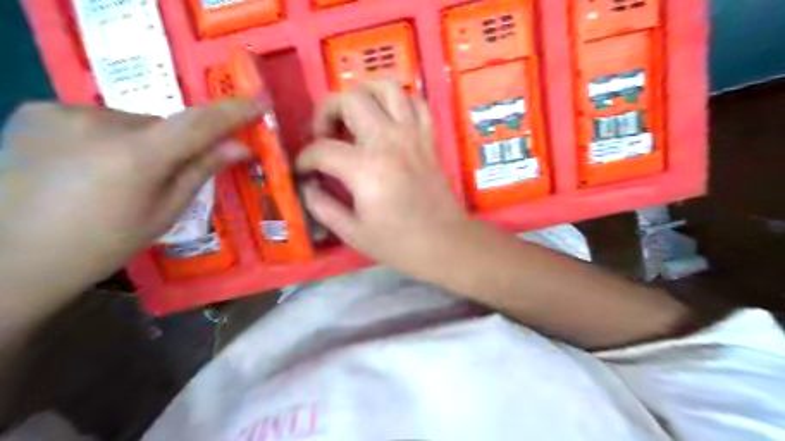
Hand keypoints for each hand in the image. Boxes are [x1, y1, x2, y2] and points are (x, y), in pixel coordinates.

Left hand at [0, 100, 259, 297]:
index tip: (261, 102)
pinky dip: (107, 137)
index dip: (233, 112)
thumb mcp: (165, 212)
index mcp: (137, 156)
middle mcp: (99, 123)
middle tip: (167, 175)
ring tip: (119, 177)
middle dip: (176, 144)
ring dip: (140, 141)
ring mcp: (62, 112)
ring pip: (130, 121)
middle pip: (162, 124)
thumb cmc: (104, 243)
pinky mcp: (36, 111)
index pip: (199, 124)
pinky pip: (97, 119)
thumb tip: (239, 147)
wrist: (15, 257)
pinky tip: (88, 165)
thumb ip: (201, 171)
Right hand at [300, 78, 471, 275]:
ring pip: (385, 87)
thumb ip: (322, 206)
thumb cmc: (399, 244)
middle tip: (324, 135)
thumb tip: (307, 186)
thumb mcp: (353, 233)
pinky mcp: (429, 137)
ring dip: (363, 94)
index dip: (304, 159)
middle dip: (326, 112)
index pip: (322, 149)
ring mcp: (413, 134)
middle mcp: (388, 141)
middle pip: (349, 100)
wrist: (445, 243)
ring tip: (354, 116)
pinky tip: (388, 119)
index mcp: (366, 168)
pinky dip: (399, 102)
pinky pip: (415, 102)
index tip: (303, 171)